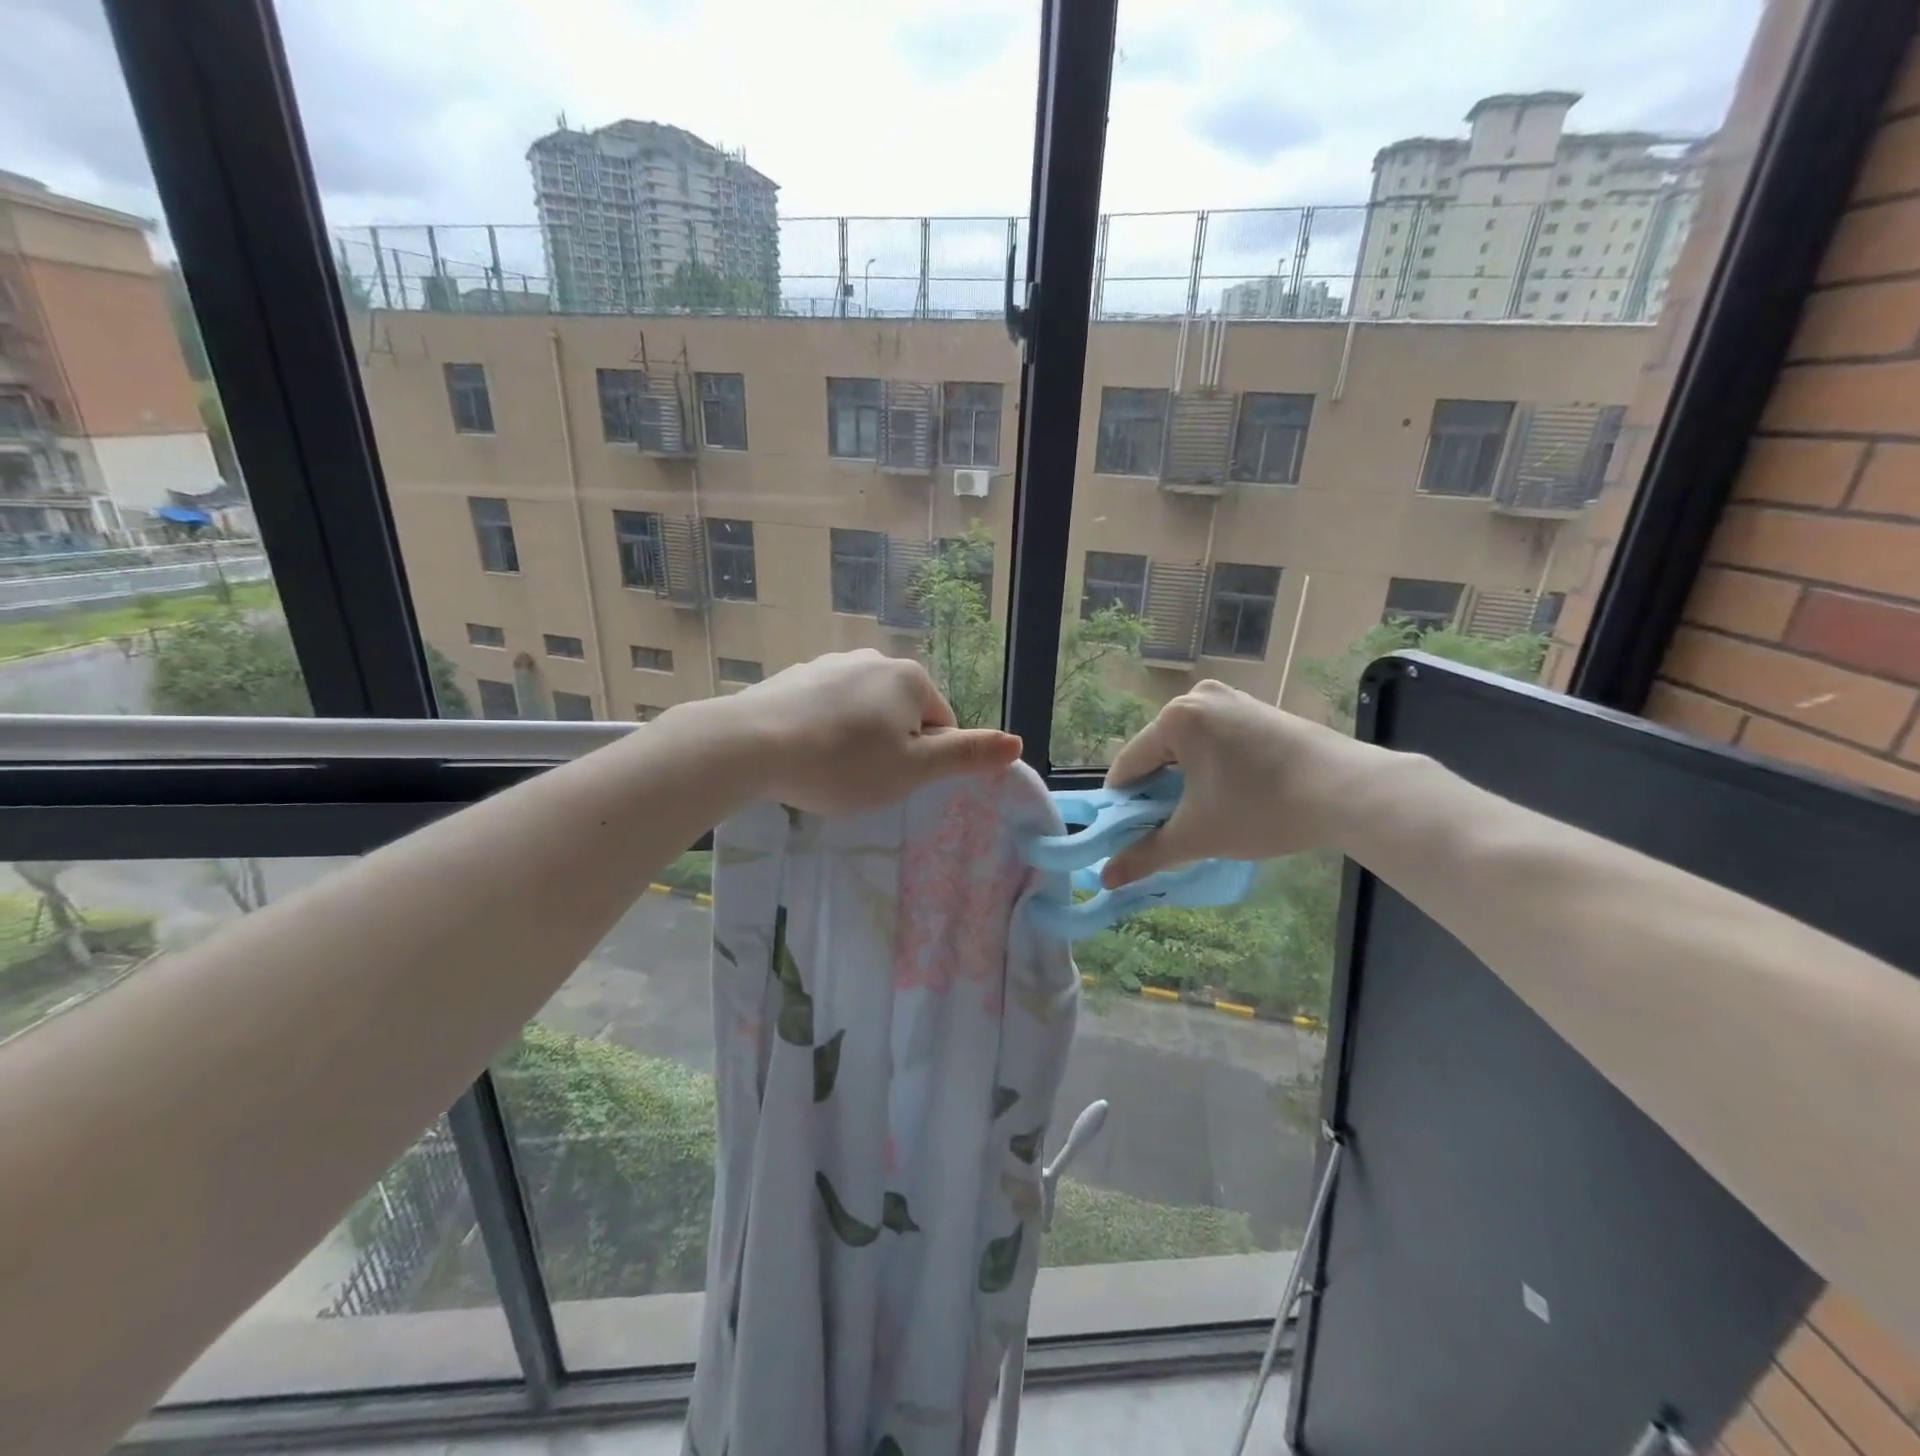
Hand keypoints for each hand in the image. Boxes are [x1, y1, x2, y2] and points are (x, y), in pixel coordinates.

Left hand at [727, 650, 1021, 814]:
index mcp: (910, 679)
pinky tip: (804, 752)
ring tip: (829, 769)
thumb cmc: (843, 763)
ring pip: (863, 711)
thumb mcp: (913, 770)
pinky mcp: (795, 675)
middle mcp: (874, 659)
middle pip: (902, 715)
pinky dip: (824, 729)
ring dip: (856, 738)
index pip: (941, 726)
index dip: (924, 761)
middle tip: (862, 779)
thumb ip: (967, 755)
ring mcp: (831, 663)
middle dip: (891, 747)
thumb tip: (1018, 742)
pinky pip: (827, 707)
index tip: (894, 781)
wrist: (751, 745)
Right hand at [1100, 680, 1386, 885]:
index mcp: (1175, 718)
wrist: (1351, 791)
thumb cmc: (1262, 808)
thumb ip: (1146, 855)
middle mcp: (1199, 698)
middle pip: (1158, 754)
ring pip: (1189, 749)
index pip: (1128, 766)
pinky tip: (1230, 796)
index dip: (1121, 806)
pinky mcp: (1260, 711)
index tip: (1123, 837)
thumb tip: (1106, 879)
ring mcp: (1234, 700)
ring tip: (1200, 817)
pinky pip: (1218, 741)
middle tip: (1166, 831)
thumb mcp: (1197, 835)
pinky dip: (1212, 769)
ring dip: (1185, 783)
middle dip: (1156, 794)